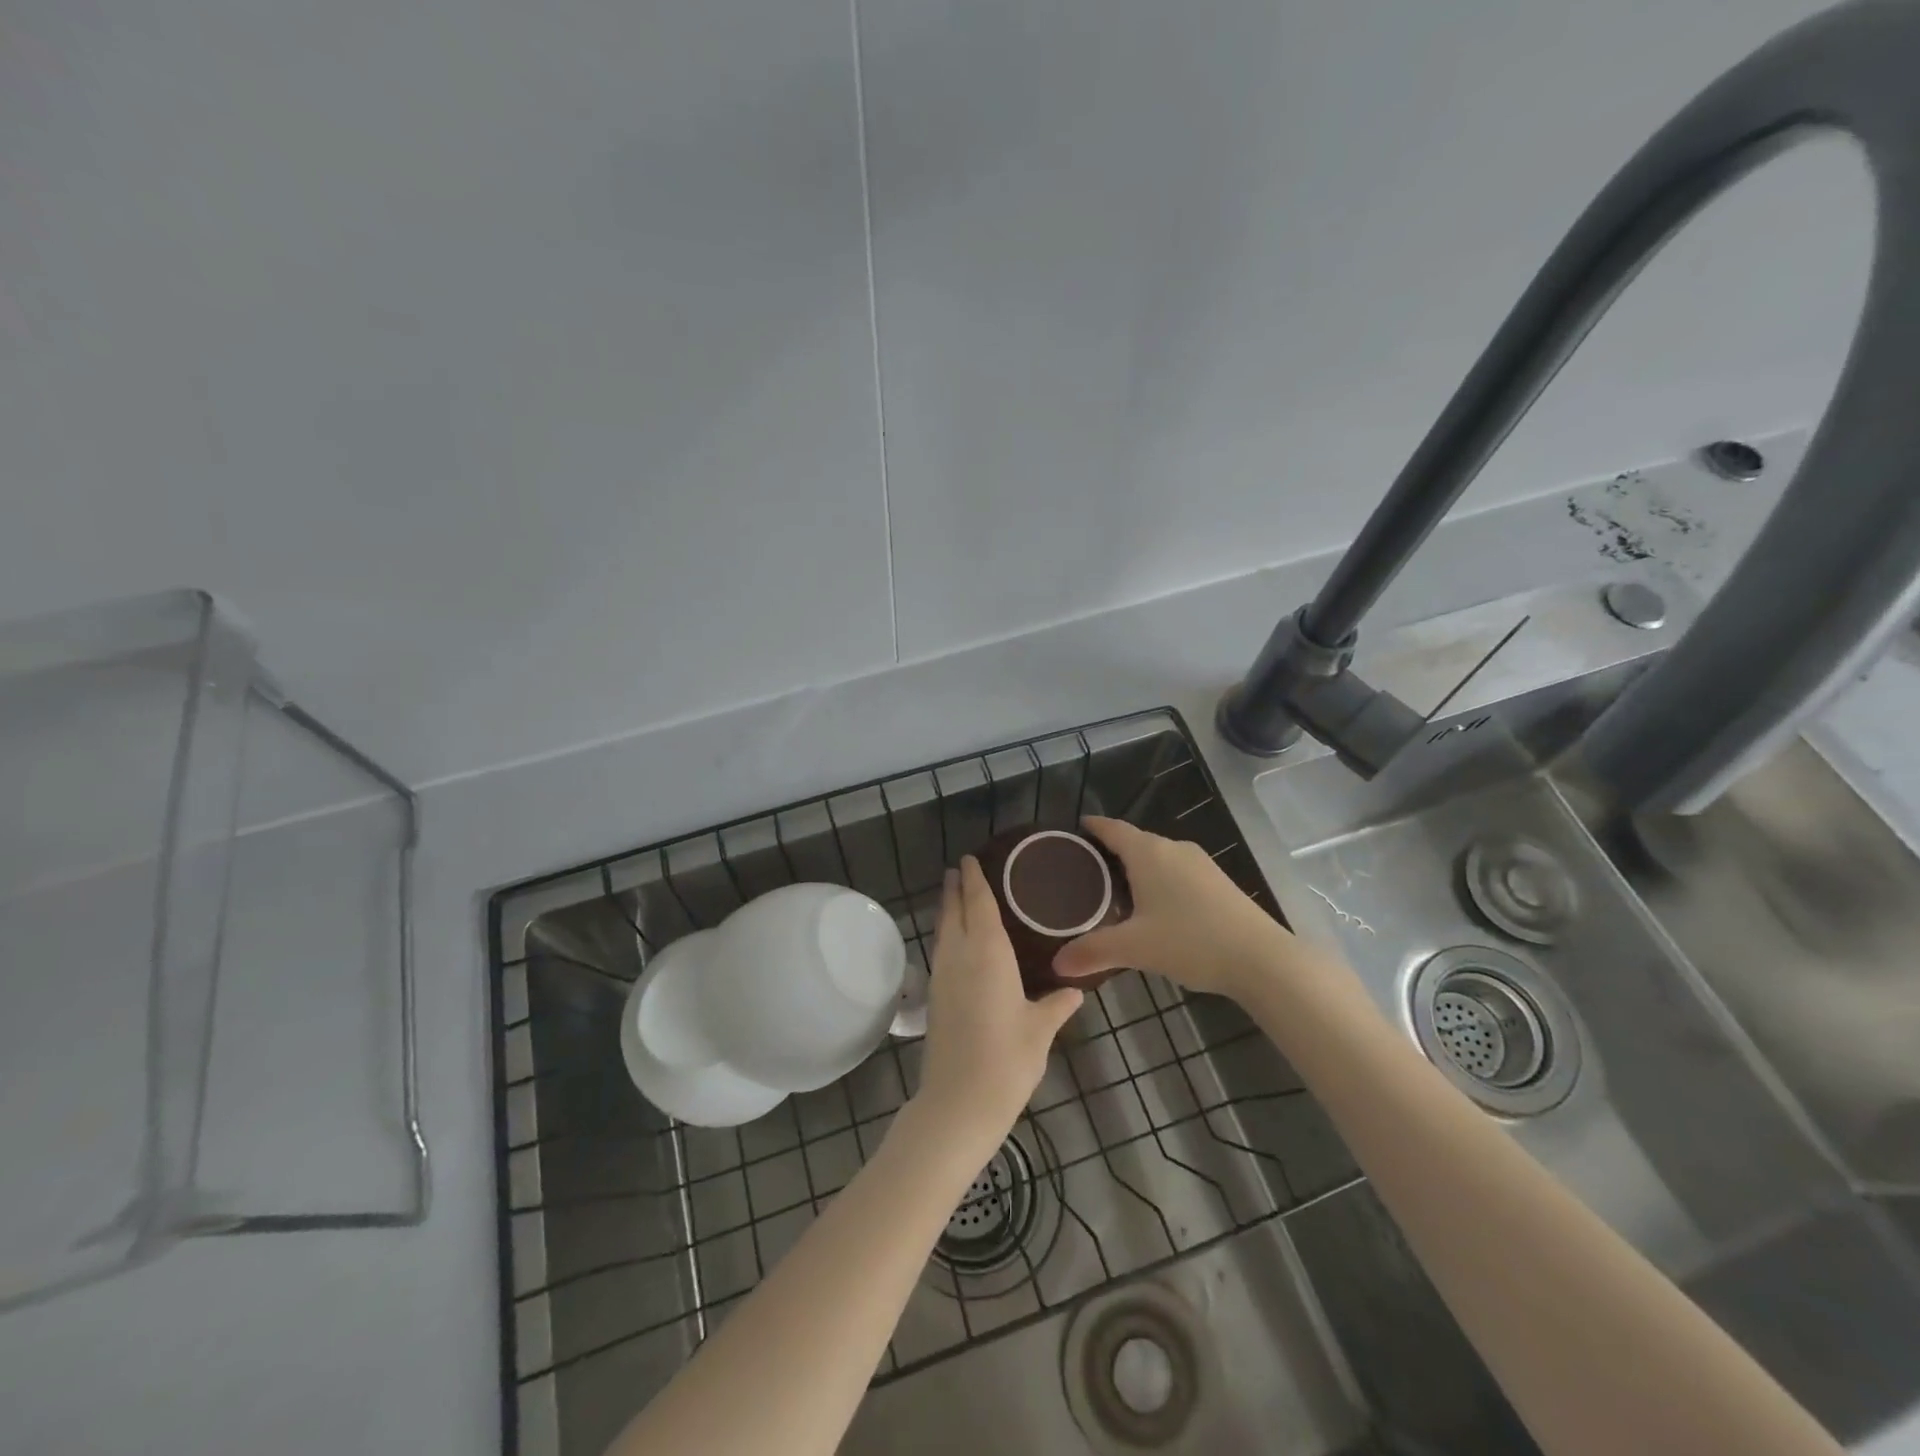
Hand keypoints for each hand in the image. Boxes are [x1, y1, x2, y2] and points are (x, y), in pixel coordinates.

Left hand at [912, 857, 1082, 1143]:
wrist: (959, 1101)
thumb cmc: (1007, 1059)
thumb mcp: (1039, 1030)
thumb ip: (1056, 1005)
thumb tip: (1076, 990)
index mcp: (988, 954)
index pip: (978, 904)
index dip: (974, 879)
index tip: (970, 859)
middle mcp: (960, 956)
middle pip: (953, 911)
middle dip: (955, 888)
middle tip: (959, 868)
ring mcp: (942, 976)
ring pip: (943, 930)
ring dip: (946, 909)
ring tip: (954, 894)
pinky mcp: (934, 996)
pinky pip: (940, 950)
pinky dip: (946, 934)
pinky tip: (954, 941)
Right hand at [1053, 817, 1292, 998]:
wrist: (1261, 959)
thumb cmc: (1190, 941)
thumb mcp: (1134, 948)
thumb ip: (1092, 952)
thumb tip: (1057, 964)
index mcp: (1148, 852)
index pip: (1112, 828)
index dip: (1092, 827)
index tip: (1073, 831)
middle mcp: (1173, 848)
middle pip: (1134, 841)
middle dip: (1110, 852)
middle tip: (1084, 871)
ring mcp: (1200, 864)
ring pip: (1158, 857)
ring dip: (1136, 868)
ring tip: (1114, 891)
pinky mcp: (1218, 882)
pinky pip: (1177, 871)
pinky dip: (1158, 880)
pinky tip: (1154, 908)